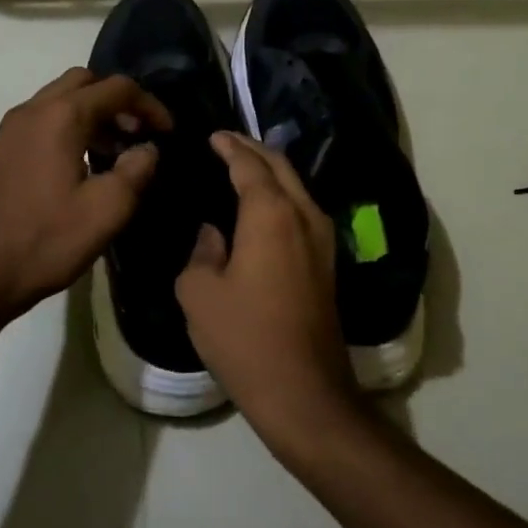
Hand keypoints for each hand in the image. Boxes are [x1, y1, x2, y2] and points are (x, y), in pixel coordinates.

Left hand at [0, 68, 170, 320]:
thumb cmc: (44, 241)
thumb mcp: (105, 211)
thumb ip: (136, 171)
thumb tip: (148, 149)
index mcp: (60, 116)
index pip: (116, 88)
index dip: (149, 105)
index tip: (168, 132)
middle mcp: (33, 110)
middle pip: (84, 82)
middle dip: (117, 101)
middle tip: (138, 135)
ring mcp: (11, 129)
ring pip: (61, 99)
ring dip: (93, 114)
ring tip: (116, 153)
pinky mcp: (2, 150)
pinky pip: (44, 120)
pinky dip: (70, 127)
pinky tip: (82, 165)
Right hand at [176, 132, 361, 445]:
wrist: (305, 392)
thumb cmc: (245, 338)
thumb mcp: (200, 293)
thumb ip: (202, 251)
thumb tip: (214, 234)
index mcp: (270, 214)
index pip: (248, 164)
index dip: (229, 146)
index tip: (212, 135)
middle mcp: (302, 215)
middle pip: (280, 165)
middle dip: (253, 149)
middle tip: (226, 142)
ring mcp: (322, 238)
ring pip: (296, 185)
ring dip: (270, 169)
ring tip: (242, 166)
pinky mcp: (327, 261)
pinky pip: (302, 208)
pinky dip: (281, 193)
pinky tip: (262, 205)